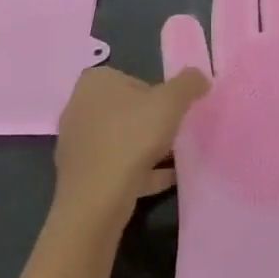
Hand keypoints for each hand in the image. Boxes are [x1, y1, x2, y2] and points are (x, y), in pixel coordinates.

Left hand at [54, 64, 209, 224]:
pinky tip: (165, 179)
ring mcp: (77, 144)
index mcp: (95, 83)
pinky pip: (117, 167)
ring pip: (121, 140)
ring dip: (146, 148)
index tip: (173, 111)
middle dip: (151, 121)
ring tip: (174, 158)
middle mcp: (80, 108)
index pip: (134, 80)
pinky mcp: (81, 176)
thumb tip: (201, 78)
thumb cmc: (131, 137)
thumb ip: (189, 84)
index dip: (157, 94)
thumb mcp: (171, 102)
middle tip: (174, 133)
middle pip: (127, 111)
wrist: (96, 199)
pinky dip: (140, 171)